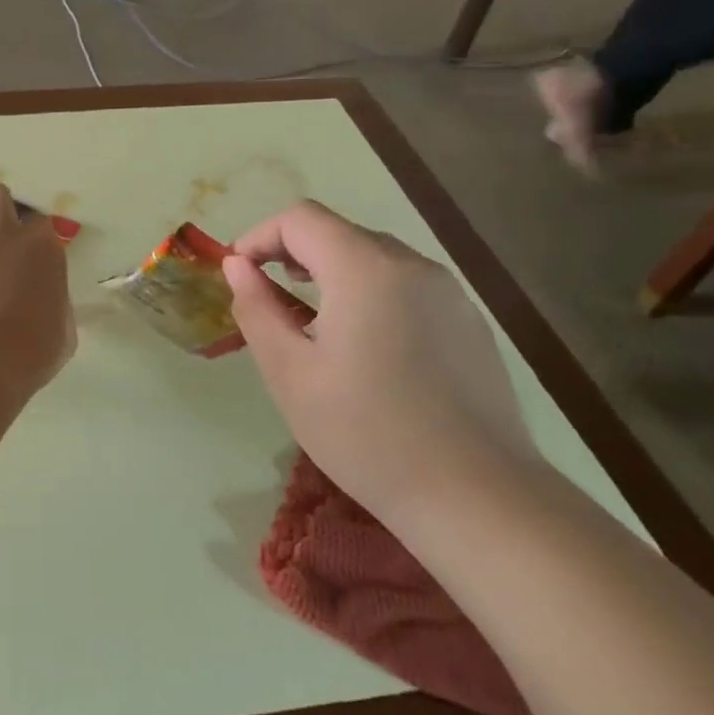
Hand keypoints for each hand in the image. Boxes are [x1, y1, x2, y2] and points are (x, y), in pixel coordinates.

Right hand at [222, 200, 536, 519]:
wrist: (475, 496)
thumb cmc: (365, 432)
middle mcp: (413, 265)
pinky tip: (365, 350)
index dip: (259, 236)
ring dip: (330, 274)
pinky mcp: (469, 323)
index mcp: (365, 269)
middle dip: (292, 254)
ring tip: (312, 326)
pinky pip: (406, 287)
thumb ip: (256, 308)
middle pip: (339, 232)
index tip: (239, 275)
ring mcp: (449, 293)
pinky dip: (369, 295)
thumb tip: (237, 265)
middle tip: (268, 302)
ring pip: (374, 258)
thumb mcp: (289, 372)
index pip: (300, 218)